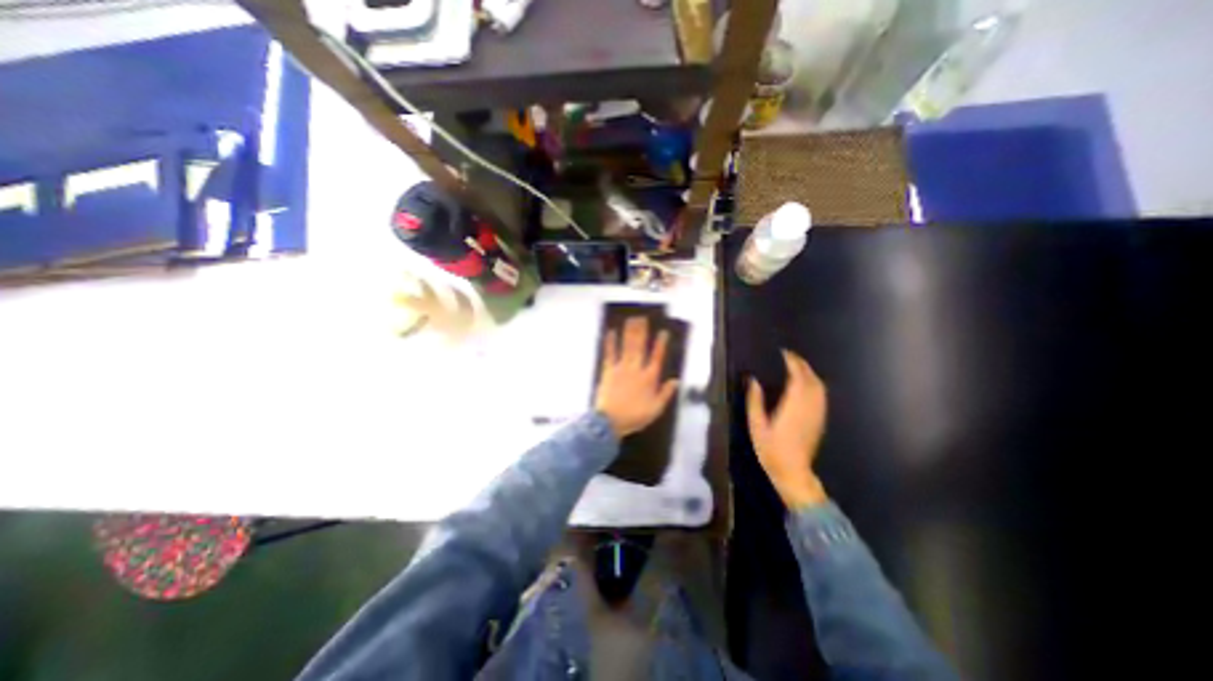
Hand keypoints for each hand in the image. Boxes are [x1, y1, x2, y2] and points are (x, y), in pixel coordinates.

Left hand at [597, 315, 680, 435]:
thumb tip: (675, 381)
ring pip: (627, 346)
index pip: (657, 357)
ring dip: (629, 332)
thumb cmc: (634, 417)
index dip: (660, 344)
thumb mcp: (656, 409)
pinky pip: (609, 354)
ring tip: (632, 320)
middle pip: (640, 347)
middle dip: (642, 332)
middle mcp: (636, 369)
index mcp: (649, 378)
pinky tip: (611, 332)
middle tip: (643, 318)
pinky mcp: (608, 370)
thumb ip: (666, 393)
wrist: (610, 421)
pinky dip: (610, 343)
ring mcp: (621, 368)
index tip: (663, 333)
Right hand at [744, 348, 830, 508]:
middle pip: (811, 379)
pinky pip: (821, 396)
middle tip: (789, 356)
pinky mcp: (820, 420)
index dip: (793, 362)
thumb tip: (752, 380)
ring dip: (810, 373)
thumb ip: (754, 401)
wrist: (793, 472)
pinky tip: (806, 384)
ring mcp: (817, 414)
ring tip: (797, 366)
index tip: (784, 353)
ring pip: (819, 386)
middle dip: (802, 364)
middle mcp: (808, 406)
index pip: (798, 377)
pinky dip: (815, 384)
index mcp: (792, 406)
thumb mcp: (756, 425)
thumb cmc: (771, 449)